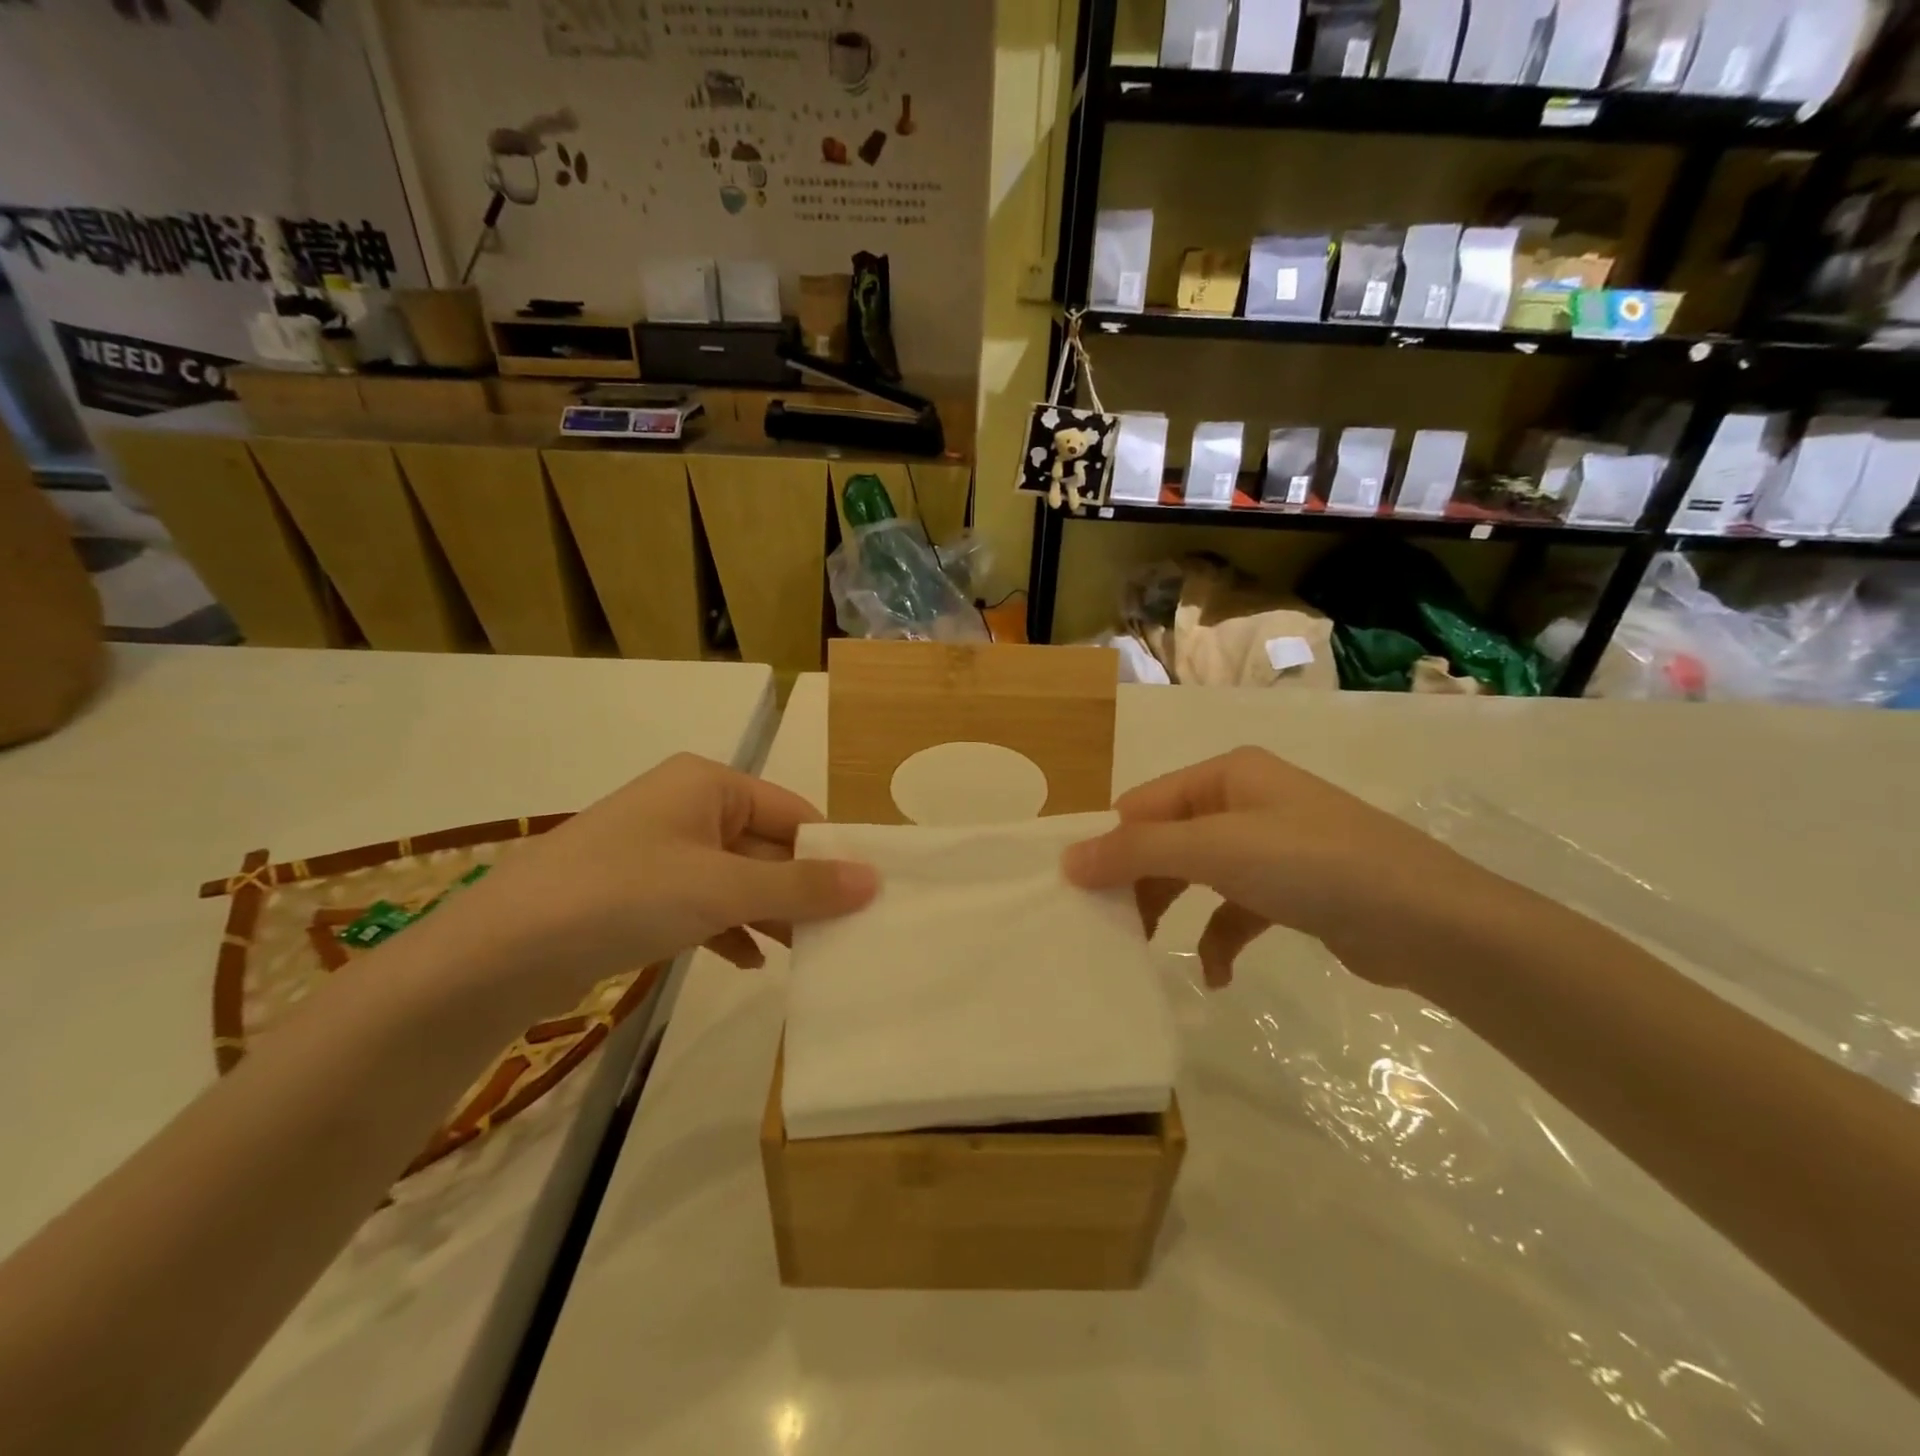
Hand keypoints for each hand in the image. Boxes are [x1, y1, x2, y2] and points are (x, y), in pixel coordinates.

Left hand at [435, 754, 876, 1005]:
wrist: (499, 953)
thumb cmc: (624, 895)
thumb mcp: (722, 889)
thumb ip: (800, 887)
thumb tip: (874, 880)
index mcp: (710, 784)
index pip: (794, 812)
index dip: (831, 853)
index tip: (867, 897)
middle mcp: (688, 806)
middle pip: (767, 846)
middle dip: (800, 891)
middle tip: (844, 935)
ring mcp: (662, 849)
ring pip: (737, 878)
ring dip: (769, 914)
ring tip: (807, 955)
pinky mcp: (641, 890)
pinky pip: (704, 903)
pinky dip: (729, 929)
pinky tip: (749, 963)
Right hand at [1063, 747, 1517, 993]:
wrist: (1431, 923)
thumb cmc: (1314, 867)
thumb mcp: (1216, 850)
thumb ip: (1138, 852)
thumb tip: (1067, 860)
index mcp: (1226, 775)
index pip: (1144, 805)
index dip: (1109, 845)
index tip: (1078, 894)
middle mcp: (1245, 802)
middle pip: (1167, 840)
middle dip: (1138, 883)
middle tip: (1107, 928)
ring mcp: (1272, 847)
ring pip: (1197, 876)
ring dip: (1171, 911)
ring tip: (1144, 950)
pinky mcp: (1293, 891)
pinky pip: (1235, 911)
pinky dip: (1218, 940)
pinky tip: (1215, 975)